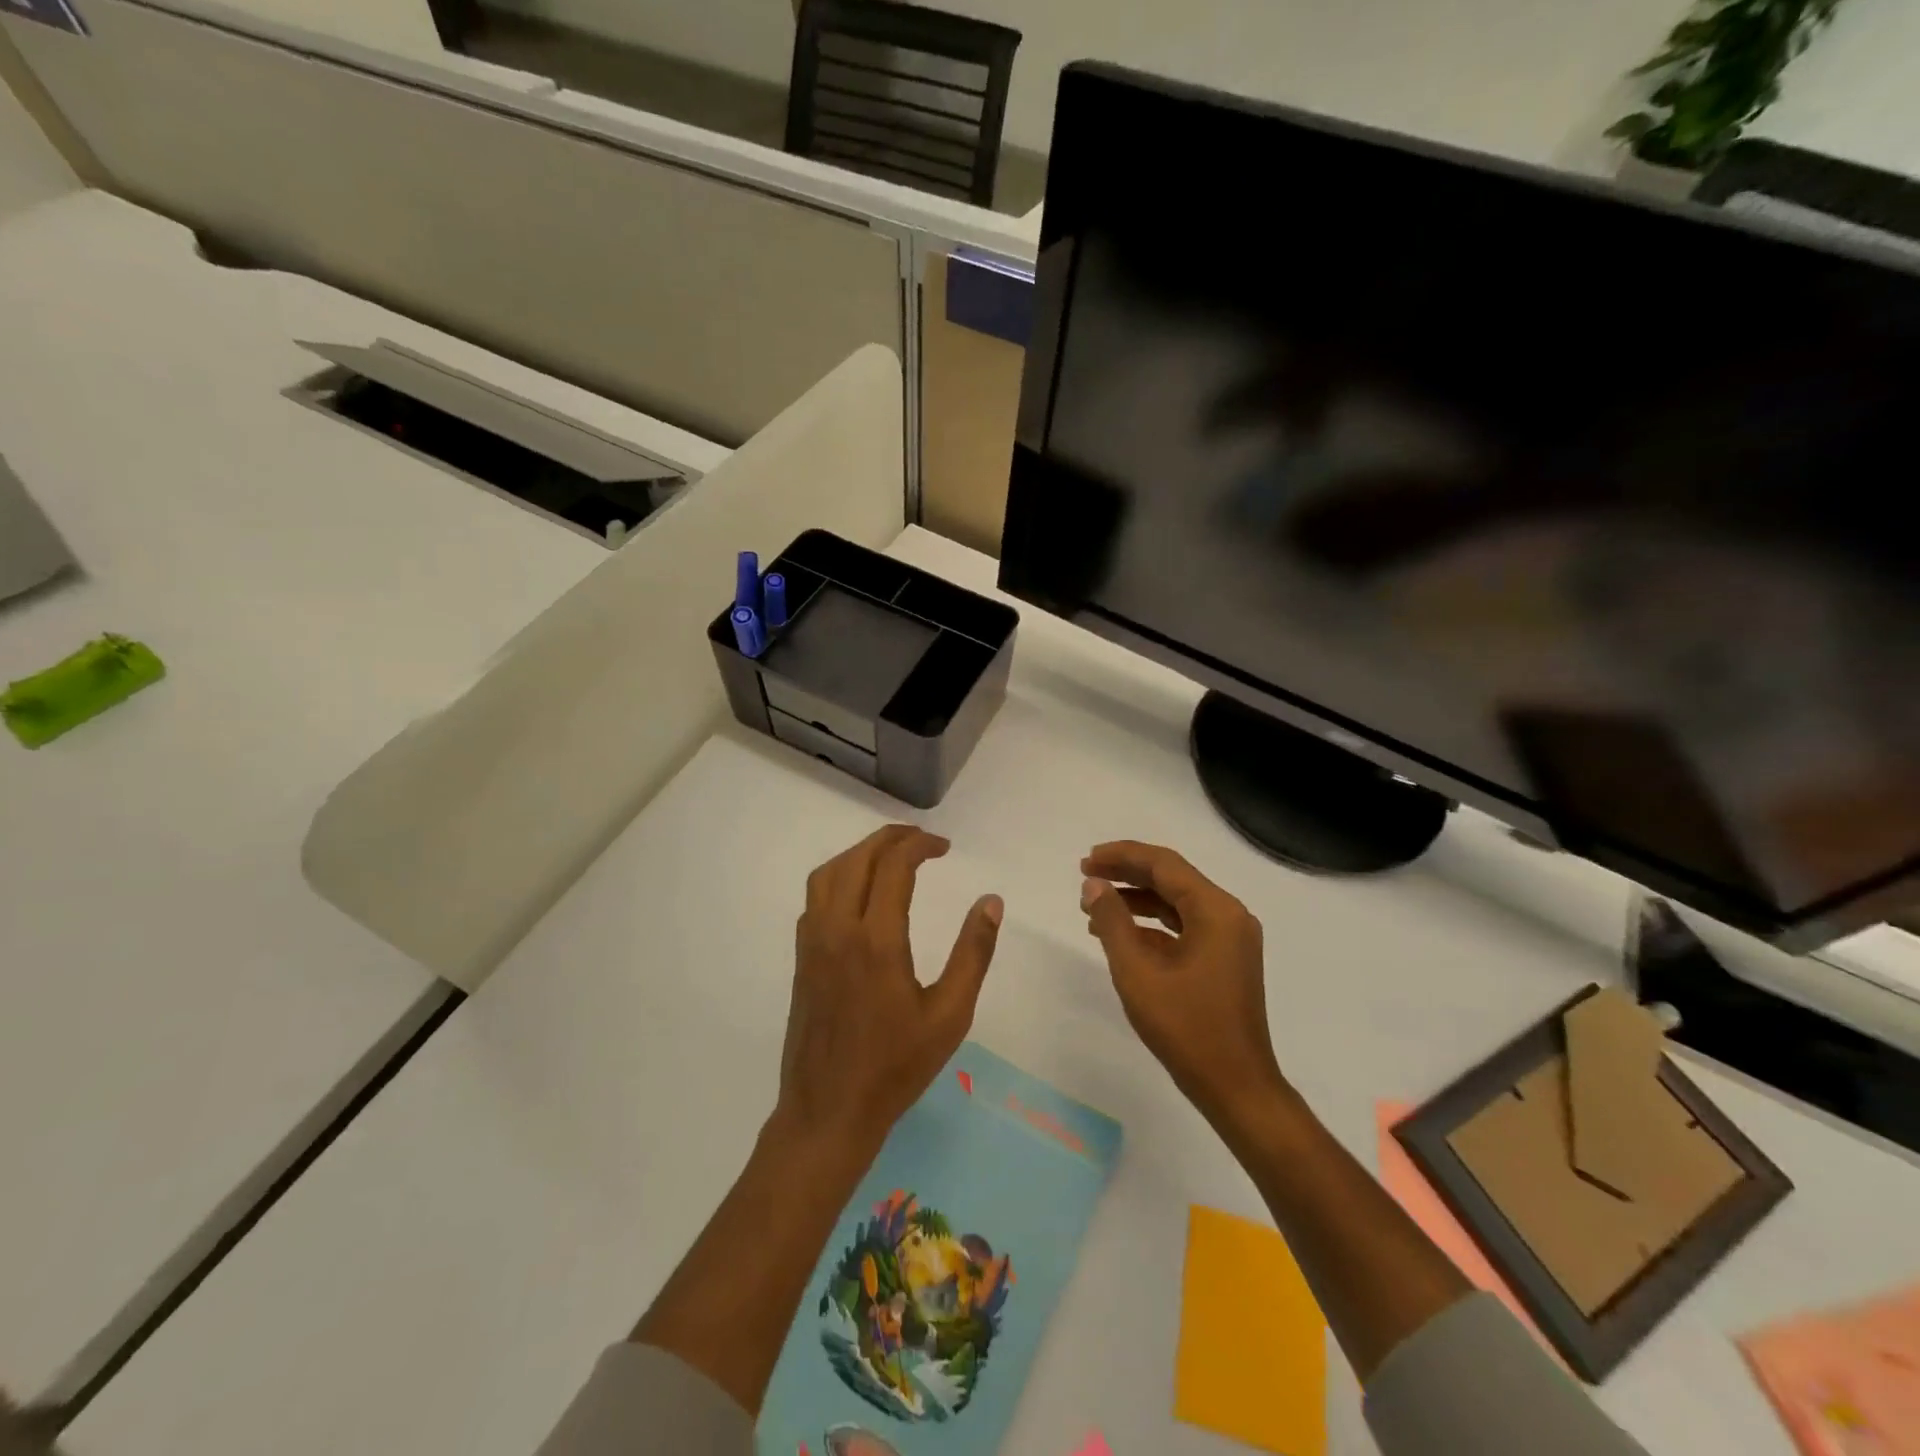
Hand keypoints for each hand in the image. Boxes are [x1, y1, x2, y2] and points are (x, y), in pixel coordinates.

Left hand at [776, 825, 1003, 1152]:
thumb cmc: (895, 1067)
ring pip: (829, 873)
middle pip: (858, 858)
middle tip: (922, 840)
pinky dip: (839, 877)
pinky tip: (859, 893)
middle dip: (891, 838)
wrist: (828, 1111)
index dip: (920, 845)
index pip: (894, 866)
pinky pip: (815, 898)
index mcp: (877, 940)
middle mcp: (839, 929)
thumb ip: (973, 953)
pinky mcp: (801, 958)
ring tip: (890, 856)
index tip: (945, 847)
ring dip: (860, 852)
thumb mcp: (950, 1015)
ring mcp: (813, 943)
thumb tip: (991, 902)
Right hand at [1081, 841, 1288, 1129]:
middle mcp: (1228, 915)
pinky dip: (1152, 925)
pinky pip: (1184, 926)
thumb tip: (1093, 885)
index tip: (1086, 860)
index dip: (1122, 856)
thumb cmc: (1186, 1027)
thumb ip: (1112, 921)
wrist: (1235, 1087)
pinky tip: (1119, 934)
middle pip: (1172, 878)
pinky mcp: (1225, 959)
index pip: (1164, 864)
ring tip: (1094, 905)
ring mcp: (1230, 938)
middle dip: (1127, 873)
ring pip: (1177, 902)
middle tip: (1085, 874)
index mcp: (1215, 910)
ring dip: (1136, 899)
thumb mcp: (1137, 972)